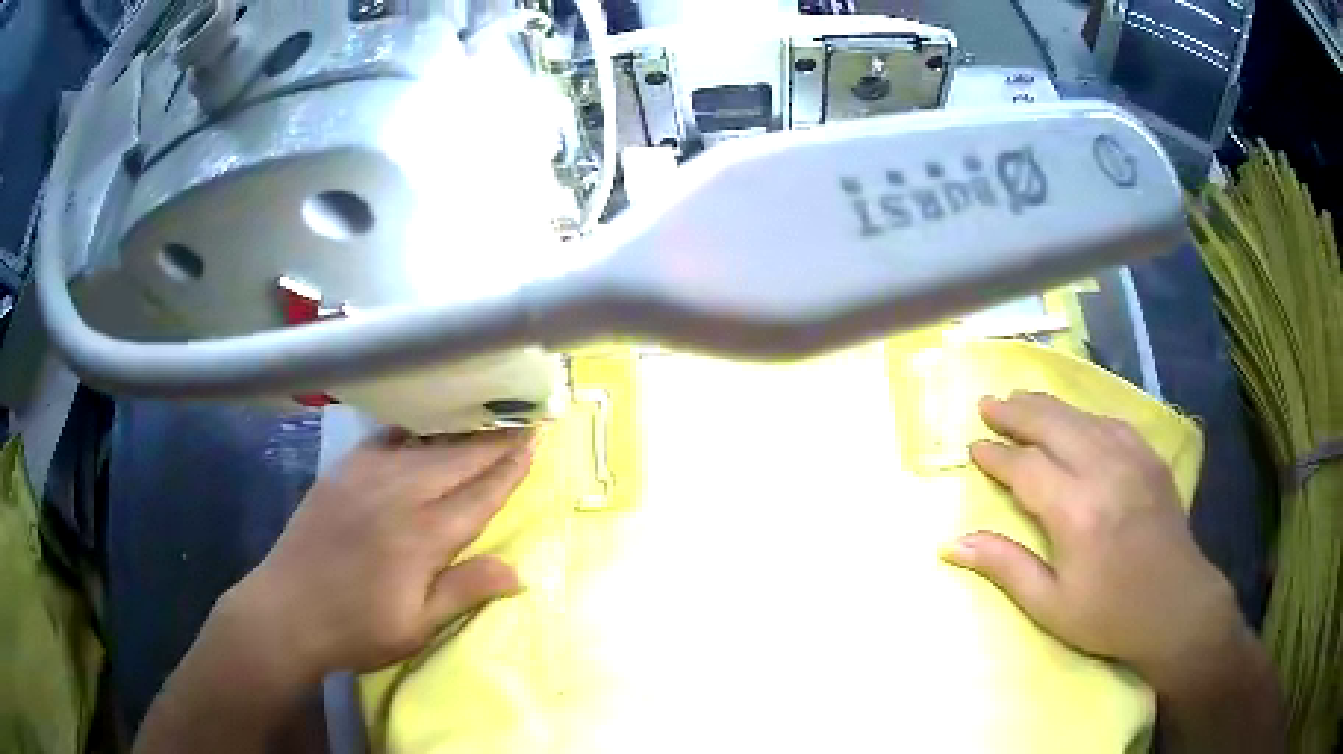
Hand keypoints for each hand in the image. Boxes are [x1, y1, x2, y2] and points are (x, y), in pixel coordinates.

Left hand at [220, 429, 535, 686]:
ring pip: (424, 446)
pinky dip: (411, 432)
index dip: (508, 469)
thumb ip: (465, 592)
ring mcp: (366, 477)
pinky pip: (385, 441)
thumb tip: (520, 572)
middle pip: (456, 460)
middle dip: (492, 441)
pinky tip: (420, 429)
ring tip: (483, 418)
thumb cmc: (356, 628)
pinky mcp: (342, 473)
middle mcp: (399, 494)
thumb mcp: (417, 626)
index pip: (479, 494)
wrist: (286, 611)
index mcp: (422, 535)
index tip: (533, 443)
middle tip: (521, 420)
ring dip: (457, 432)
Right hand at [941, 392, 1245, 690]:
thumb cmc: (1109, 615)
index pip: (1026, 467)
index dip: (997, 455)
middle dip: (1016, 413)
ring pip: (1081, 417)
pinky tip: (1074, 418)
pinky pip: (1111, 422)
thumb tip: (952, 543)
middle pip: (1052, 425)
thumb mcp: (1050, 605)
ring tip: (1020, 398)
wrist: (1176, 606)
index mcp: (1076, 511)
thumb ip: (1005, 567)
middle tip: (988, 403)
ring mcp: (1132, 458)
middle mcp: (1103, 471)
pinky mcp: (1150, 457)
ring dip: (1047, 405)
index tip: (974, 447)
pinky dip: (1084, 415)